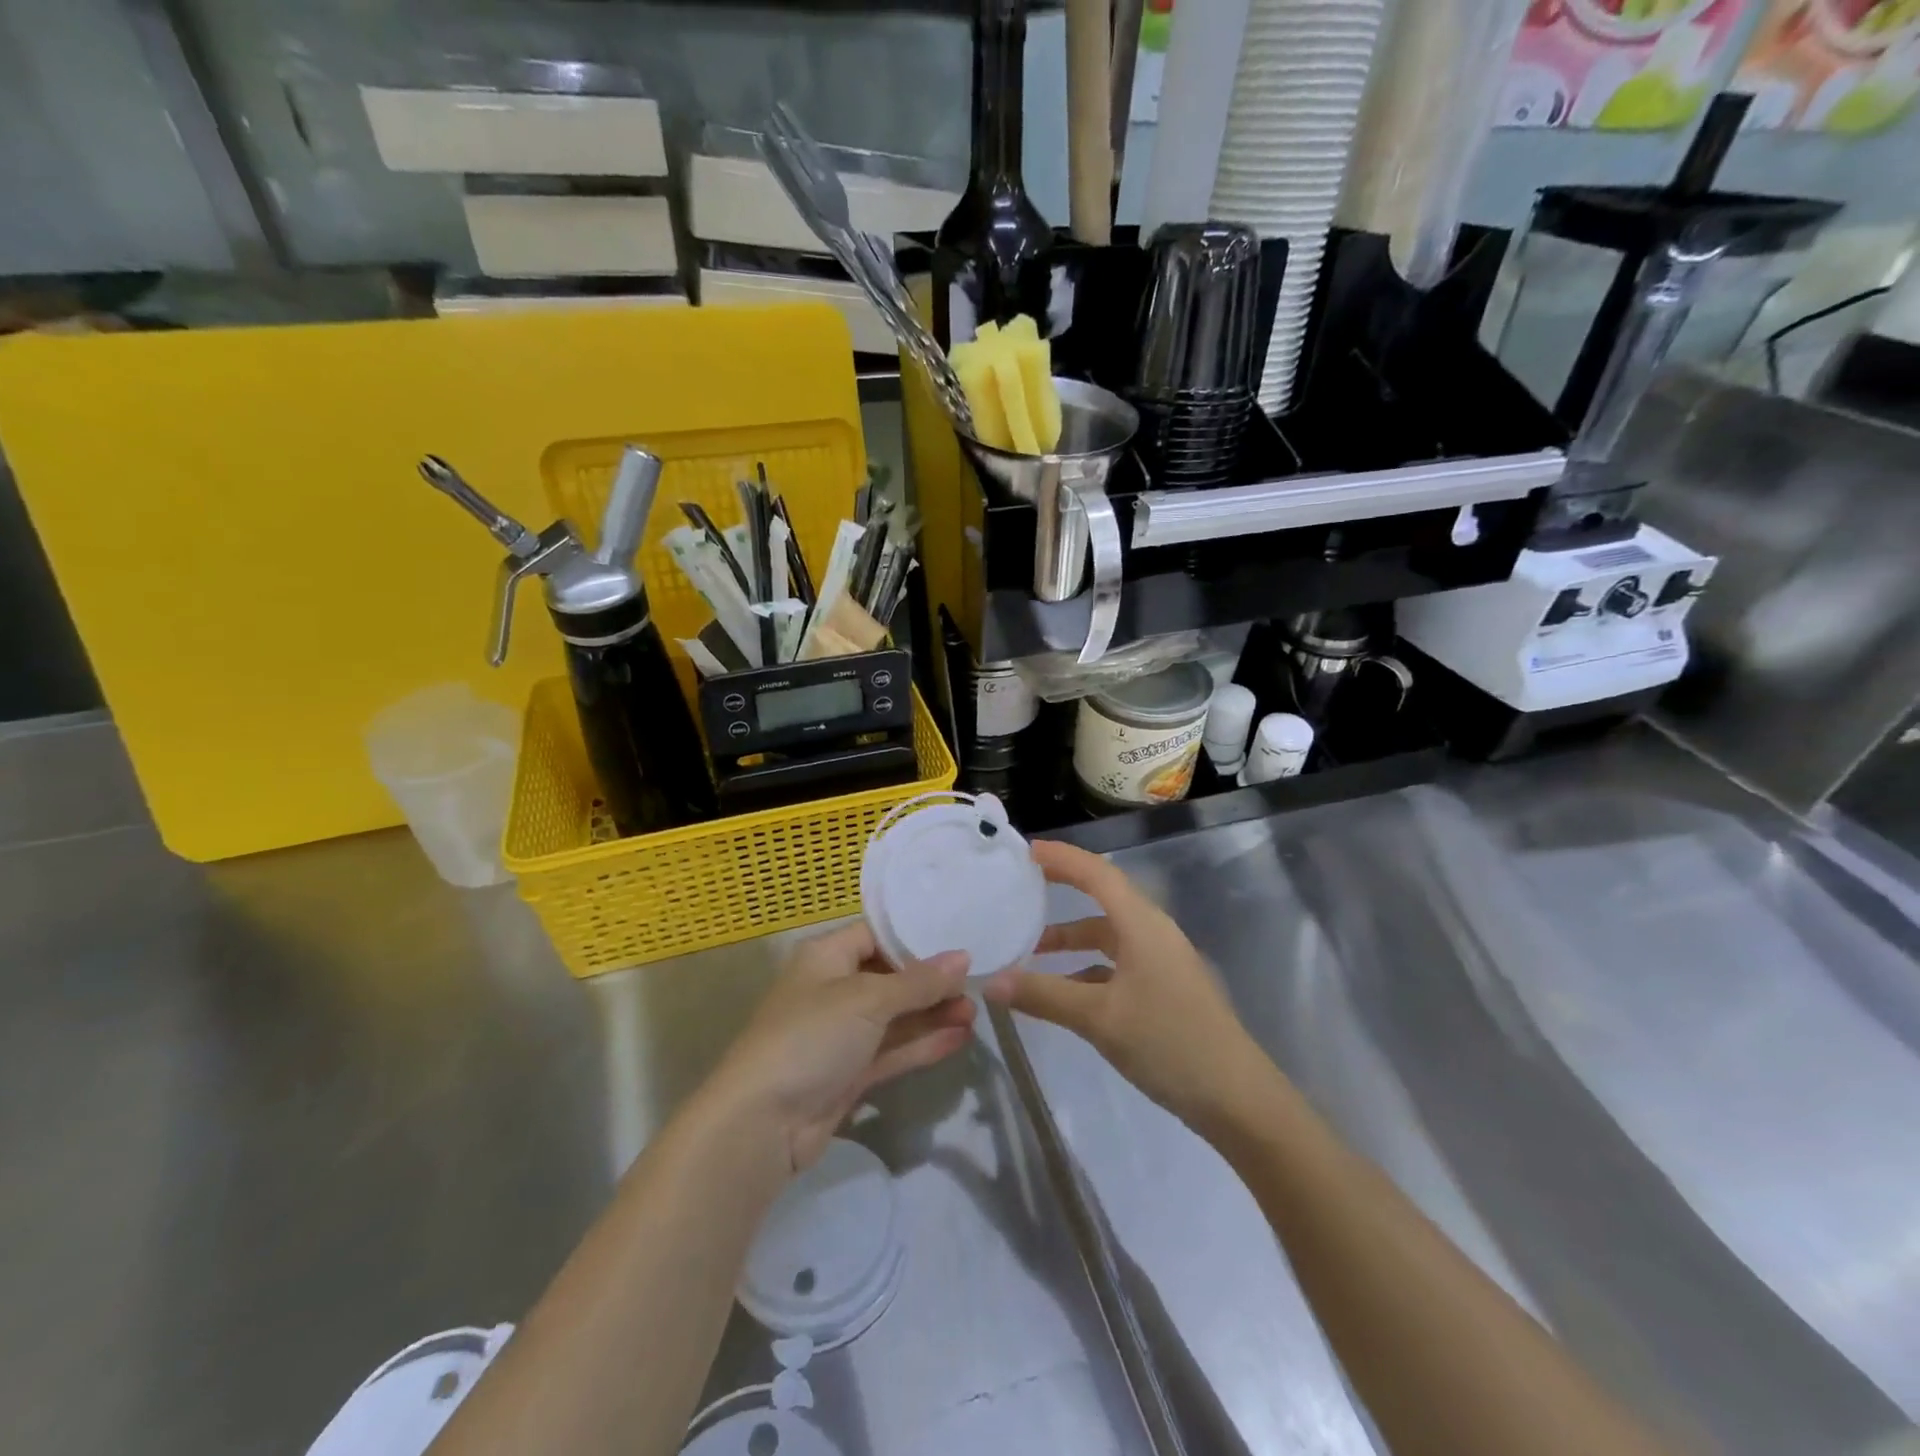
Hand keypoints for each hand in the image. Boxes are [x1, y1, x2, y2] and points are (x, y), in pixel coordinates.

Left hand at [706, 922, 973, 1174]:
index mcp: (826, 956)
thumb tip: (963, 957)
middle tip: (977, 985)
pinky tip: (959, 1039)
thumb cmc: (812, 1037)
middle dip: (931, 982)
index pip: (876, 934)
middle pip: (890, 977)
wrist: (762, 1124)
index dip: (915, 938)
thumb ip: (919, 981)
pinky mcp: (848, 1073)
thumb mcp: (868, 1000)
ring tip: (976, 1012)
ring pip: (894, 1017)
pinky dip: (922, 1044)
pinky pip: (891, 1050)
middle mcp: (832, 989)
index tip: (959, 940)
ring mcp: (841, 1034)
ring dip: (931, 1015)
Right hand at [983, 841, 1270, 1136]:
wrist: (1237, 1099)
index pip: (1097, 873)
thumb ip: (1044, 996)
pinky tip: (1064, 992)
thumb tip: (991, 982)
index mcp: (1142, 924)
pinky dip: (1087, 968)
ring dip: (1072, 939)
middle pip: (1103, 898)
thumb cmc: (1169, 1042)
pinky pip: (1118, 964)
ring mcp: (1162, 962)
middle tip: (1023, 888)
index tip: (1026, 851)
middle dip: (1064, 890)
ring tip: (1031, 950)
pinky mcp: (1165, 989)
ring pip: (1108, 936)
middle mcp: (1153, 933)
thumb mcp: (1099, 1018)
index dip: (1062, 859)